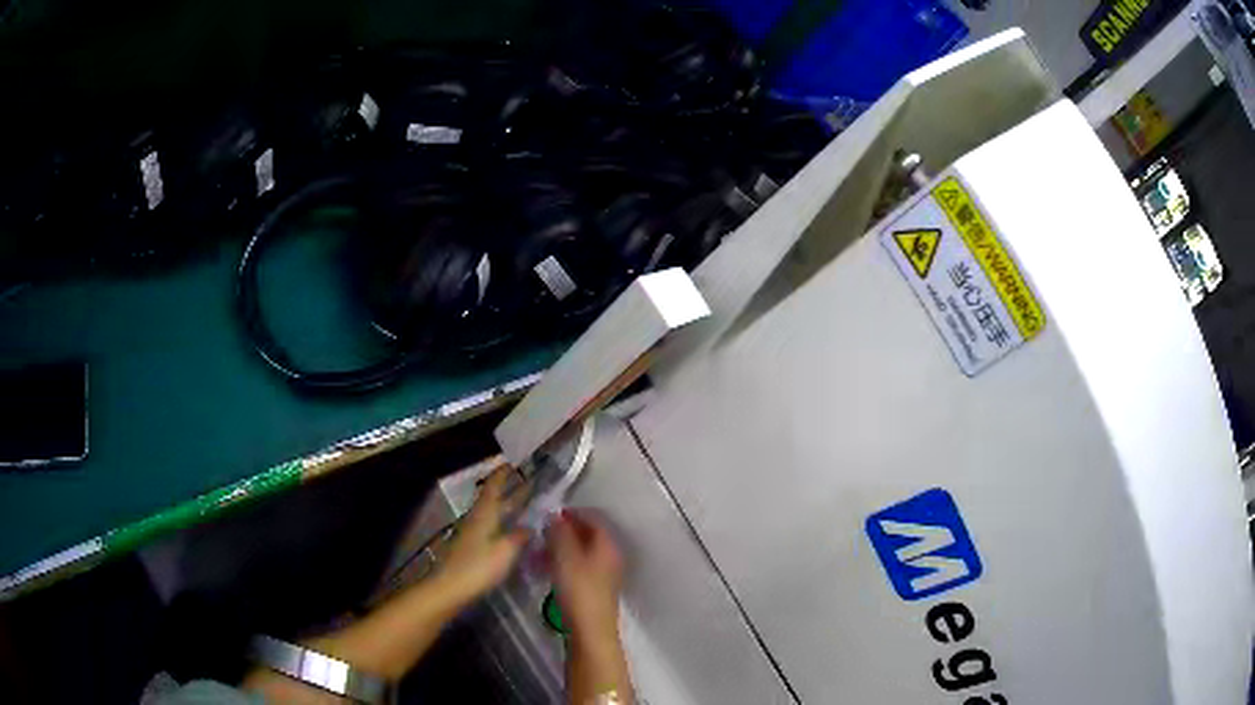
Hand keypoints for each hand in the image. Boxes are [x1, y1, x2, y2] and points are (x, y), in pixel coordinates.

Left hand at [438, 466, 529, 604]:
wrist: (451, 588)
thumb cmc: (479, 566)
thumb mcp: (505, 551)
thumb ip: (519, 536)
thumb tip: (530, 526)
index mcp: (484, 513)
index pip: (493, 487)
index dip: (502, 474)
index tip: (513, 462)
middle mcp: (477, 518)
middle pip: (493, 499)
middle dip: (510, 490)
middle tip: (528, 482)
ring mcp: (473, 534)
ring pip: (493, 514)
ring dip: (507, 506)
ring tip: (525, 504)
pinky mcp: (472, 548)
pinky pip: (492, 528)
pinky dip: (504, 523)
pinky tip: (514, 531)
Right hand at [547, 509, 624, 639]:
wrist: (591, 631)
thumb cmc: (579, 590)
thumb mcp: (565, 557)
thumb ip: (560, 533)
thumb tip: (554, 516)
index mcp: (607, 546)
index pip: (593, 519)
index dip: (572, 514)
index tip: (551, 514)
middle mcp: (610, 557)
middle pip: (588, 537)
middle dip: (564, 532)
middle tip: (542, 534)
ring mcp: (604, 575)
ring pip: (582, 553)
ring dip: (561, 549)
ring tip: (540, 553)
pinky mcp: (596, 591)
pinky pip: (579, 568)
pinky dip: (564, 564)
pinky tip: (548, 571)